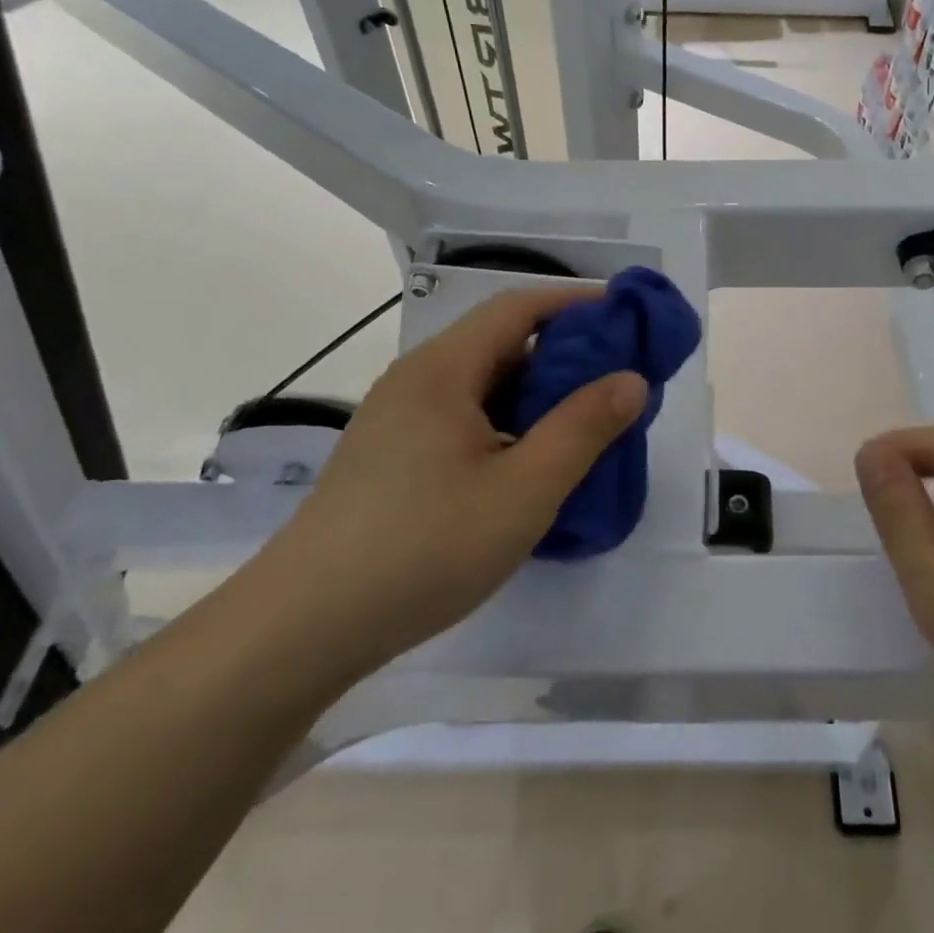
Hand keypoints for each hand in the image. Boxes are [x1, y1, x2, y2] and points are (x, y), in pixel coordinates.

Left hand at [262, 286, 646, 686]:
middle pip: (500, 343)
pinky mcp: (389, 458)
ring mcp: (397, 421)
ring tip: (583, 426)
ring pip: (482, 386)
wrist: (302, 629)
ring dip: (536, 394)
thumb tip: (631, 379)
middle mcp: (416, 380)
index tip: (628, 319)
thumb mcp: (523, 490)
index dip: (577, 303)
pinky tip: (527, 467)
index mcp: (443, 369)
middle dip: (564, 353)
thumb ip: (583, 429)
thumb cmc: (424, 547)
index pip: (519, 307)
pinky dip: (507, 424)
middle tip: (617, 382)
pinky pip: (462, 419)